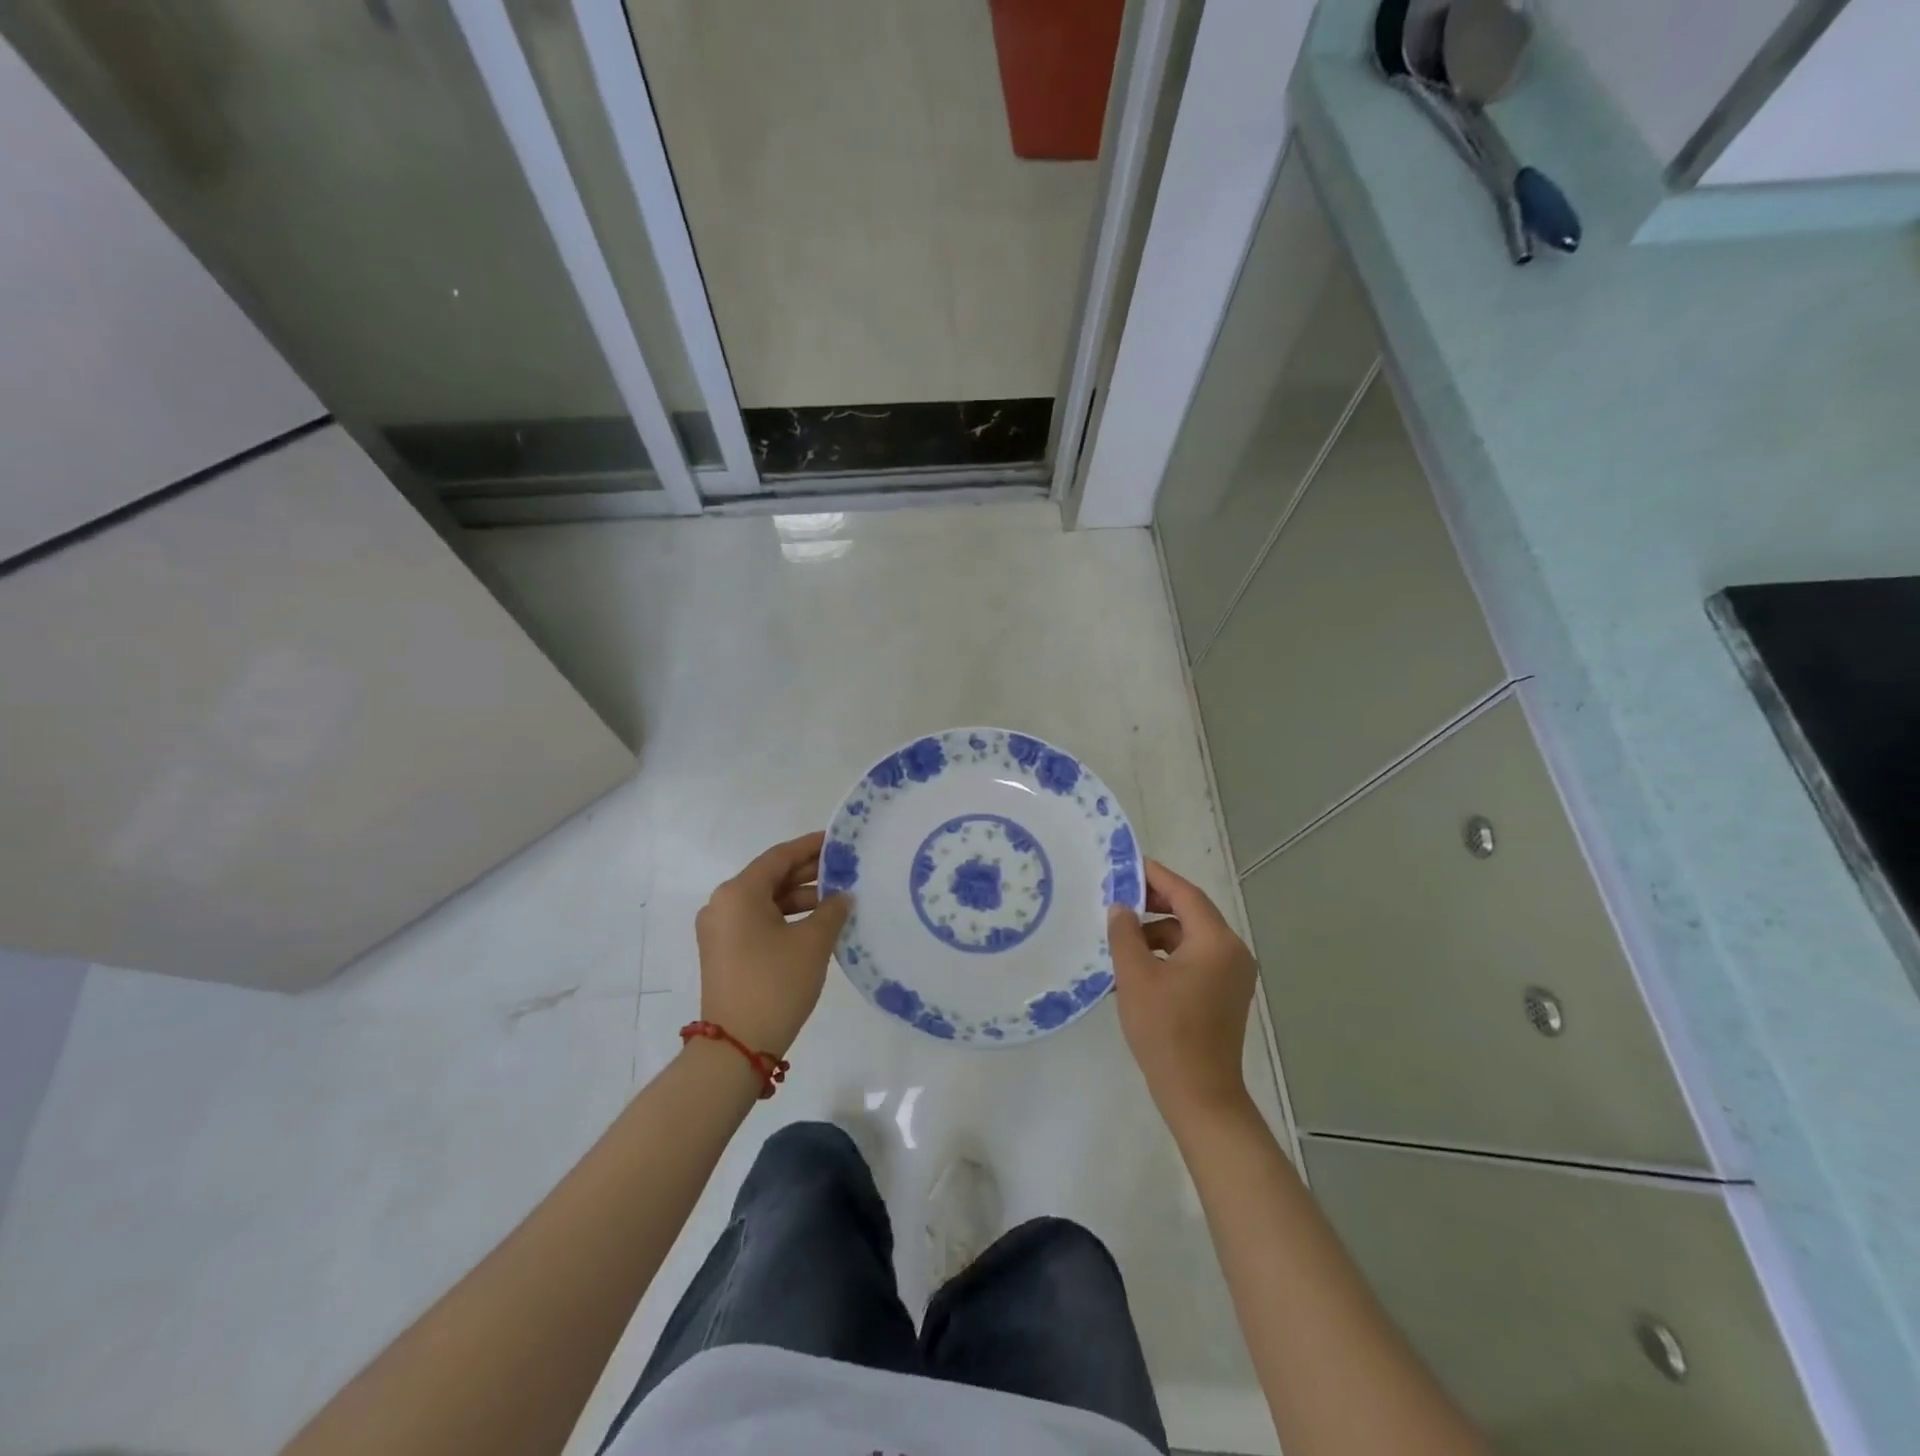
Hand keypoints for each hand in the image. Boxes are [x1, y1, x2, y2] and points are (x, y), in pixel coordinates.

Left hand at [694, 831, 852, 1057]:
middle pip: (771, 877)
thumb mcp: (812, 943)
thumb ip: (832, 910)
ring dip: (800, 899)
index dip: (811, 847)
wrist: (737, 1047)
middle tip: (846, 870)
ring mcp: (720, 930)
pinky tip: (817, 925)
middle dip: (809, 874)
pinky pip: (758, 922)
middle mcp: (723, 904)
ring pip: (766, 901)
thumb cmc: (775, 983)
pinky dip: (786, 918)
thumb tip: (842, 897)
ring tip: (838, 901)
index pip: (780, 857)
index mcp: (738, 892)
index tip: (839, 841)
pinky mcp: (724, 952)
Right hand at [1107, 858, 1257, 1125]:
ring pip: (1191, 937)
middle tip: (1120, 899)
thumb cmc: (1166, 1031)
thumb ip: (1125, 934)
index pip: (1185, 894)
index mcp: (1216, 942)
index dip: (1155, 877)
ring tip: (1123, 941)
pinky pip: (1196, 958)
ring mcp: (1233, 975)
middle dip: (1155, 904)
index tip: (1128, 865)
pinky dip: (1169, 954)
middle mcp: (1232, 952)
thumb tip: (1121, 908)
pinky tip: (1140, 968)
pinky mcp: (1226, 994)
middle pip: (1192, 913)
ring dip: (1158, 932)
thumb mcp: (1135, 977)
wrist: (1199, 1095)